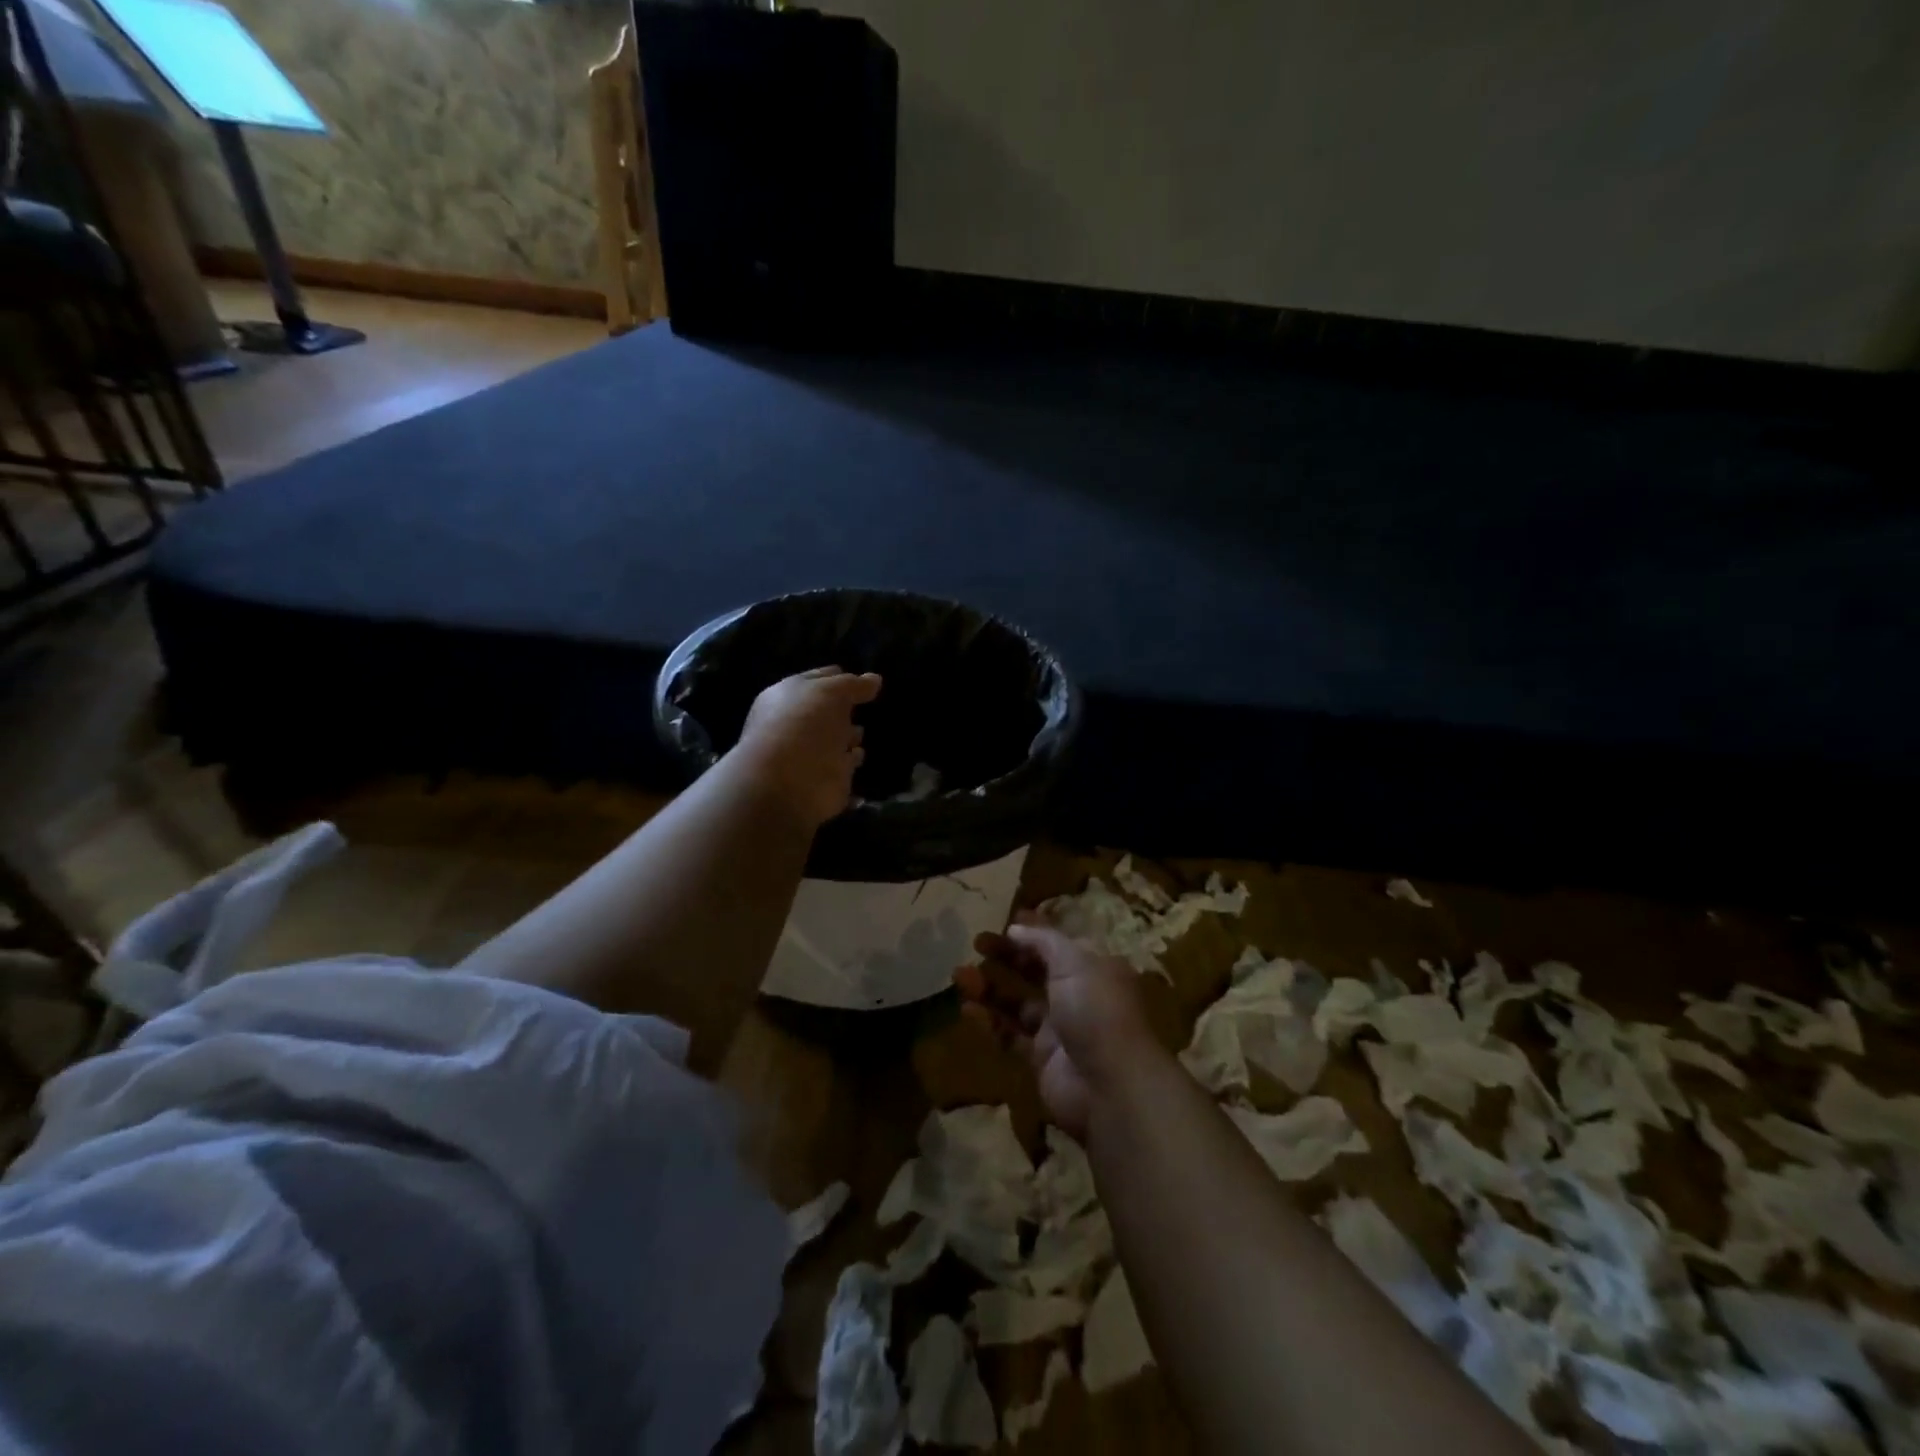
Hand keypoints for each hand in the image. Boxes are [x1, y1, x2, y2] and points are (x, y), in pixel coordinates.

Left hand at [732, 667, 882, 828]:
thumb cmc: (805, 725)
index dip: (842, 678)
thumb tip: (875, 679)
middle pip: (828, 711)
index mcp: (790, 696)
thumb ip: (854, 685)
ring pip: (836, 739)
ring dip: (850, 737)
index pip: (820, 680)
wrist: (790, 783)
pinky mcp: (827, 780)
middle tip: (869, 707)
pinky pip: (845, 766)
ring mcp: (812, 753)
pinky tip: (862, 756)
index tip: (867, 681)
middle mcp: (798, 724)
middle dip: (846, 709)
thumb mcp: (832, 692)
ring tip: (865, 732)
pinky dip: (853, 762)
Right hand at [957, 920, 1162, 1140]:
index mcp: (1093, 969)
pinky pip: (1010, 1035)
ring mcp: (1059, 1029)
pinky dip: (989, 1021)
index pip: (1058, 945)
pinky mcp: (1041, 1059)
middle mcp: (1077, 996)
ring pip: (1018, 1002)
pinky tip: (966, 1008)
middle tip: (975, 944)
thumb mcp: (1074, 962)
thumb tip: (1016, 928)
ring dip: (990, 987)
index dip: (1031, 934)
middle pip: (1035, 971)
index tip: (1002, 925)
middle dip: (1006, 957)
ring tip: (959, 974)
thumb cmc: (1096, 1010)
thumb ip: (1044, 941)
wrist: (1110, 1086)